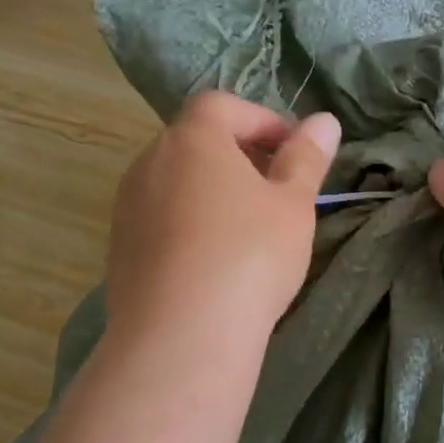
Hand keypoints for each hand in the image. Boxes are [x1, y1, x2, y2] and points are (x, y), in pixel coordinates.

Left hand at [106, 92, 340, 348]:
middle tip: (277, 191)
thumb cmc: (249, 256)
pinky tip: (214, 261)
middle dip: (239, 156)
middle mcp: (150, 162)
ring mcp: (128, 205)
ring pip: (177, 181)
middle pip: (197, 141)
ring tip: (248, 229)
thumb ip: (307, 158)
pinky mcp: (119, 247)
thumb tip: (324, 120)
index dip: (263, 121)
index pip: (224, 105)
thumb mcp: (293, 205)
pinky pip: (161, 218)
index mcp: (192, 139)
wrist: (181, 336)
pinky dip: (190, 223)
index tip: (293, 154)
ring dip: (213, 191)